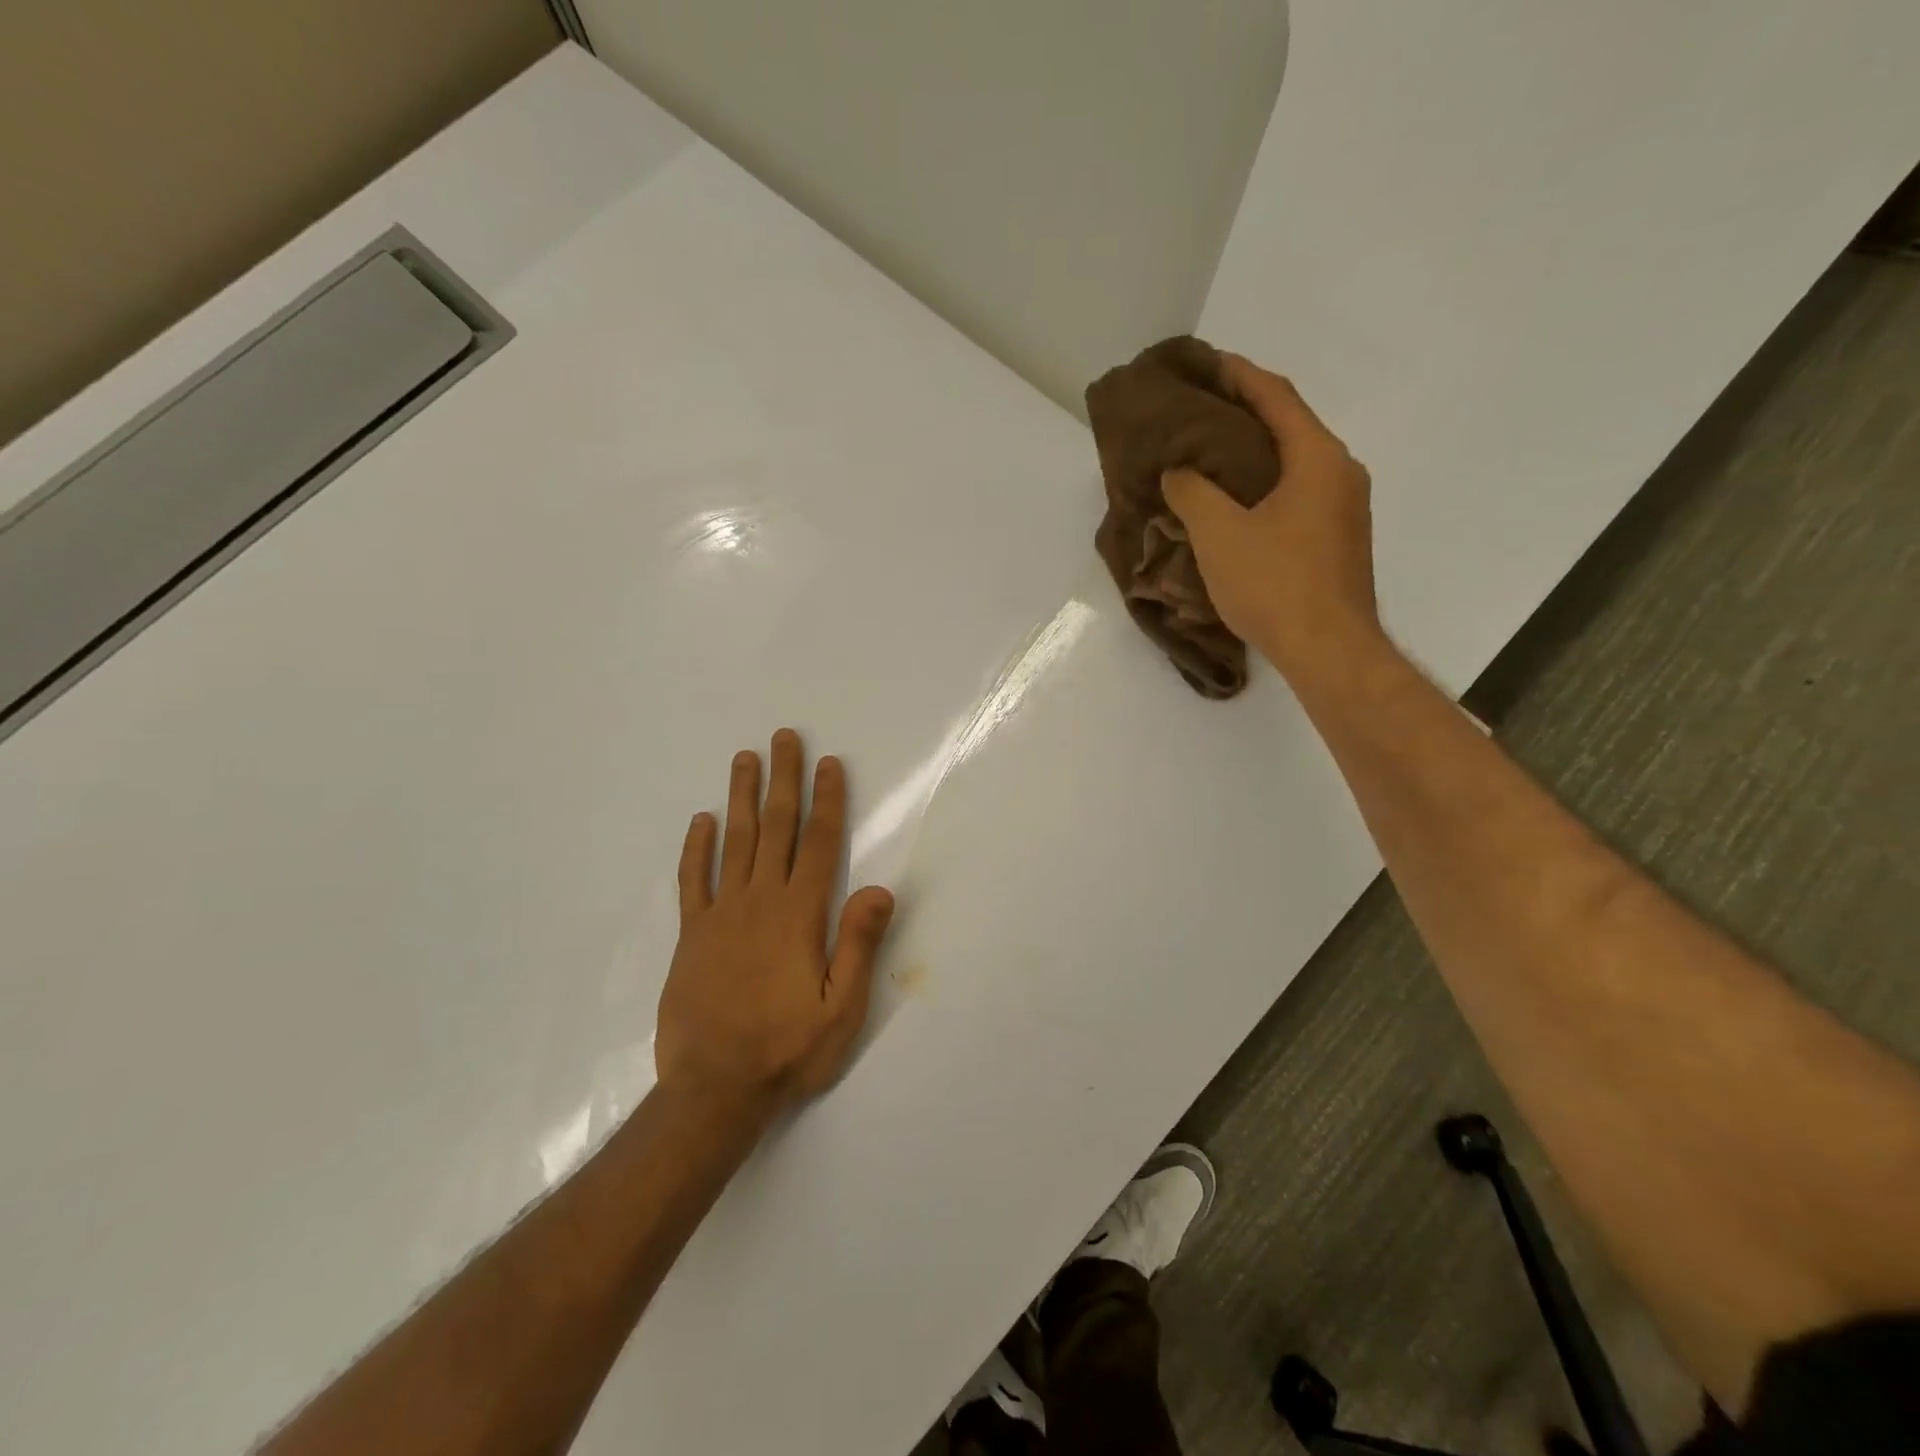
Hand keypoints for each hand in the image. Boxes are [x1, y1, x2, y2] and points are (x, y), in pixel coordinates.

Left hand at [655, 729, 894, 1120]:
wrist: (714, 1089)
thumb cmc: (787, 1049)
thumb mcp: (841, 1008)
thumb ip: (858, 945)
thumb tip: (878, 888)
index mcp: (799, 915)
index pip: (819, 844)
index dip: (827, 801)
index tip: (828, 763)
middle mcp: (760, 902)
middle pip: (775, 828)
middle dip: (783, 780)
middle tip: (783, 737)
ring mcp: (721, 915)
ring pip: (734, 842)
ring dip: (741, 797)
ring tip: (745, 759)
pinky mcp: (692, 935)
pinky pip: (693, 881)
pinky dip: (696, 849)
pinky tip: (701, 821)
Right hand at [1161, 355, 1383, 681]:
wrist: (1328, 650)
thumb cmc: (1274, 585)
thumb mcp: (1219, 534)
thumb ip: (1192, 492)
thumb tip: (1179, 471)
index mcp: (1318, 459)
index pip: (1276, 398)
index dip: (1239, 375)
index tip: (1205, 362)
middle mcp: (1341, 473)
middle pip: (1289, 427)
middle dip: (1244, 413)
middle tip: (1199, 411)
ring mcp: (1345, 509)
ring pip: (1294, 464)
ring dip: (1253, 454)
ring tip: (1209, 455)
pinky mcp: (1338, 540)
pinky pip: (1297, 494)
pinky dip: (1264, 486)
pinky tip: (1235, 503)